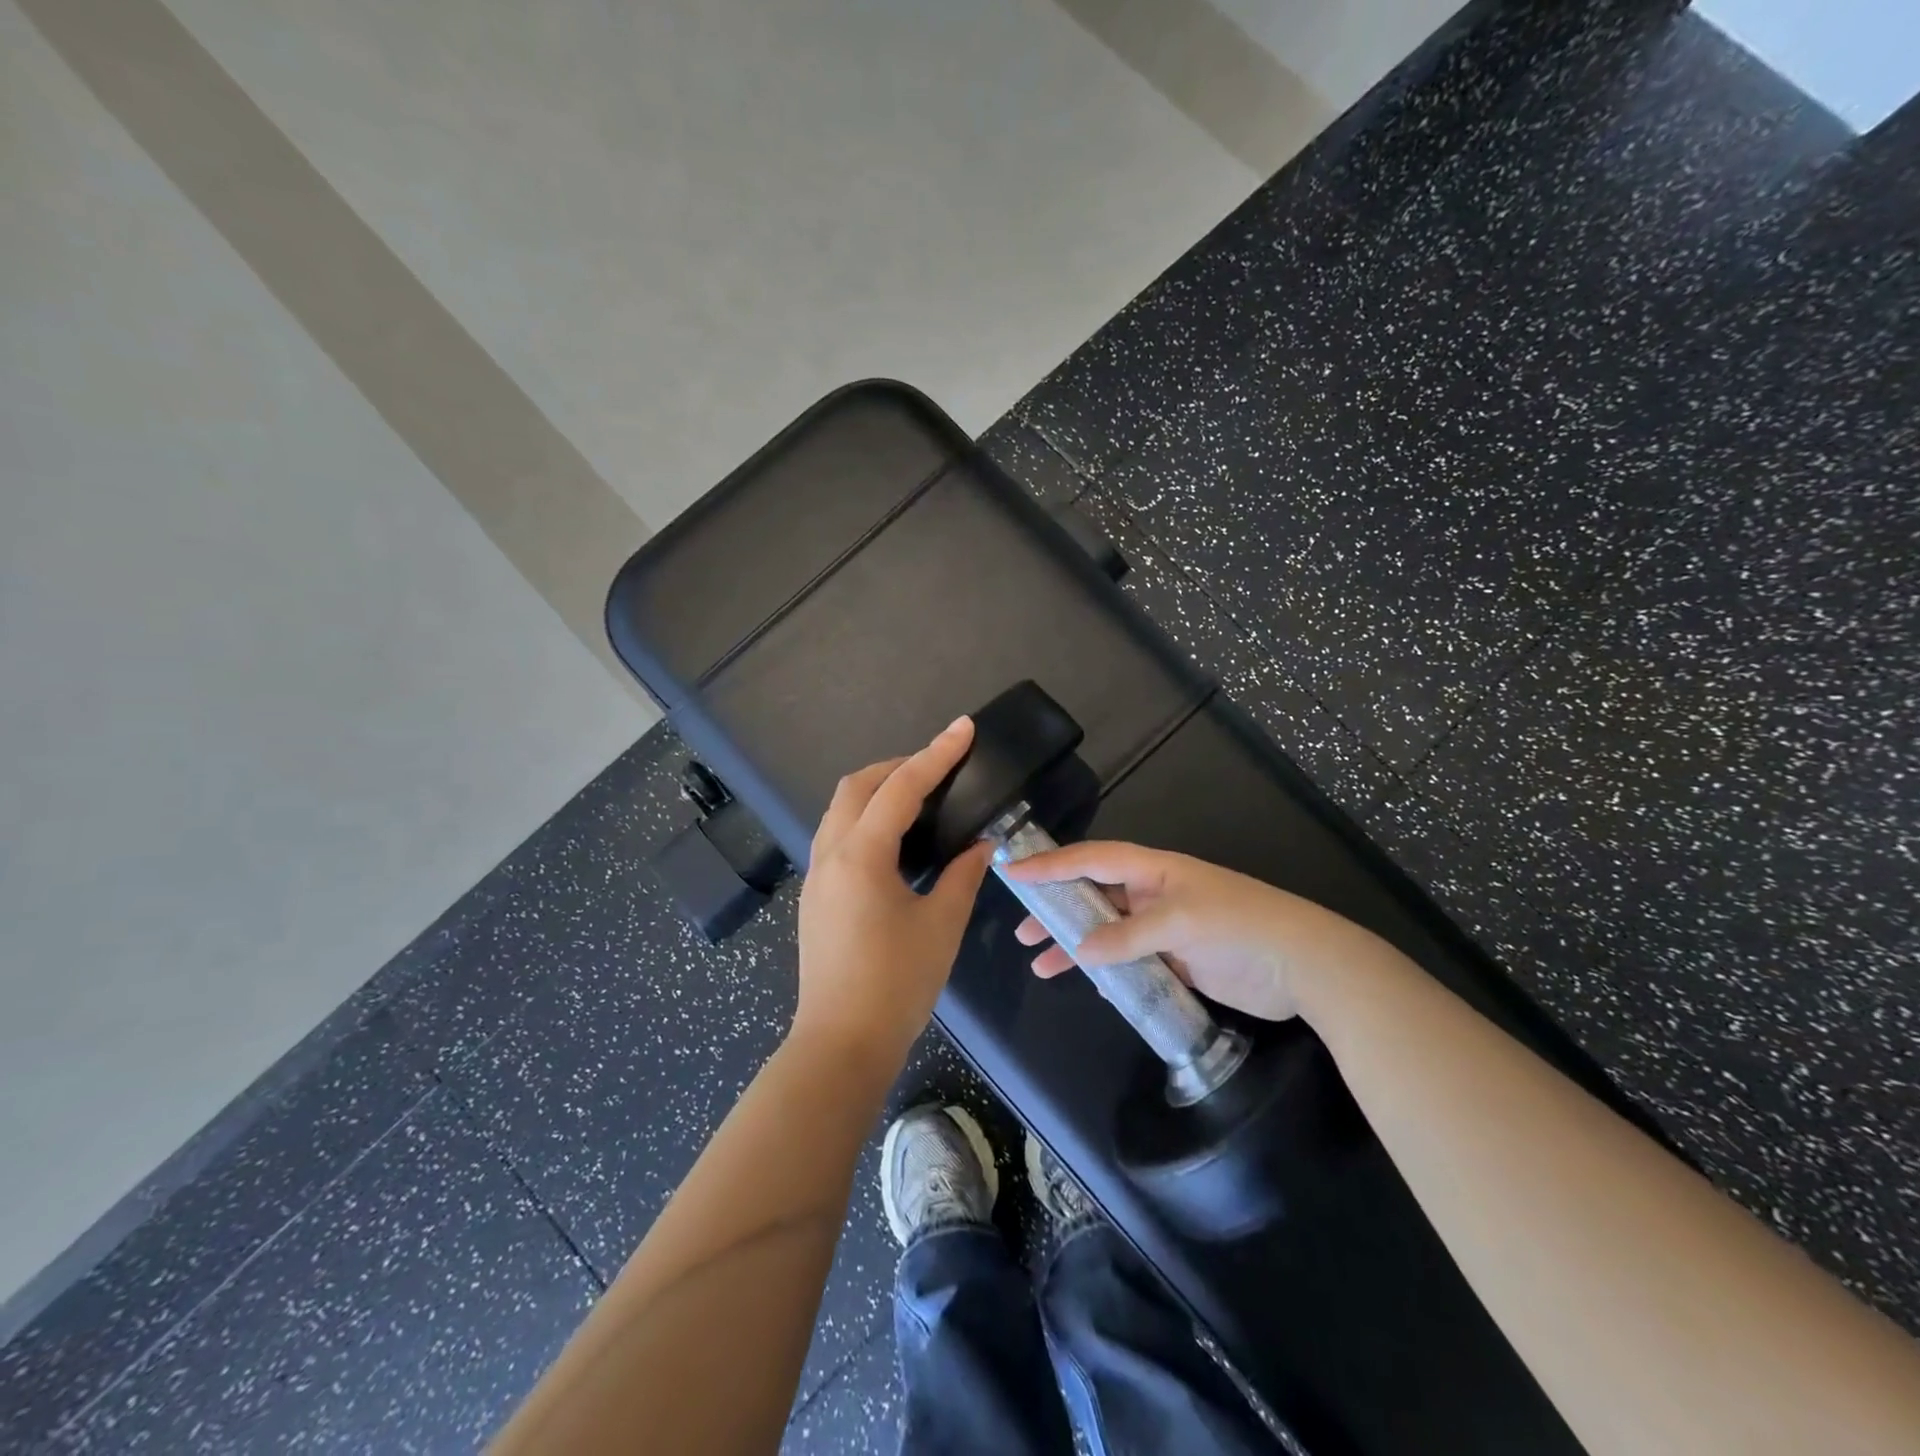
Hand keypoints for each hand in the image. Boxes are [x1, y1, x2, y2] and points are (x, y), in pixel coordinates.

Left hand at [793, 718, 993, 1072]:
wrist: (841, 1044)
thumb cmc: (896, 984)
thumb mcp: (941, 925)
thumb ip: (963, 875)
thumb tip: (981, 845)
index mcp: (861, 855)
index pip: (901, 787)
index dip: (936, 754)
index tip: (963, 728)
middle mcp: (831, 854)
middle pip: (857, 786)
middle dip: (898, 766)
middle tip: (940, 768)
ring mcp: (817, 875)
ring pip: (841, 809)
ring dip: (877, 790)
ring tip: (920, 798)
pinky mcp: (816, 896)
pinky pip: (838, 835)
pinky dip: (865, 818)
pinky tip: (895, 839)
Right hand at [1003, 841, 1370, 1024]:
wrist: (1304, 966)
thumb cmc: (1242, 926)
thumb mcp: (1183, 923)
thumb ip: (1129, 936)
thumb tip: (1080, 951)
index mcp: (1154, 870)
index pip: (1092, 860)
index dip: (1052, 864)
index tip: (1013, 872)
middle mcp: (1153, 893)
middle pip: (1093, 894)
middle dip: (1056, 907)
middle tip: (1023, 929)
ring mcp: (1163, 927)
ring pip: (1106, 930)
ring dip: (1074, 943)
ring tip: (1040, 963)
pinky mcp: (1174, 959)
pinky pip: (1127, 958)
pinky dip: (1104, 967)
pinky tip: (1086, 981)